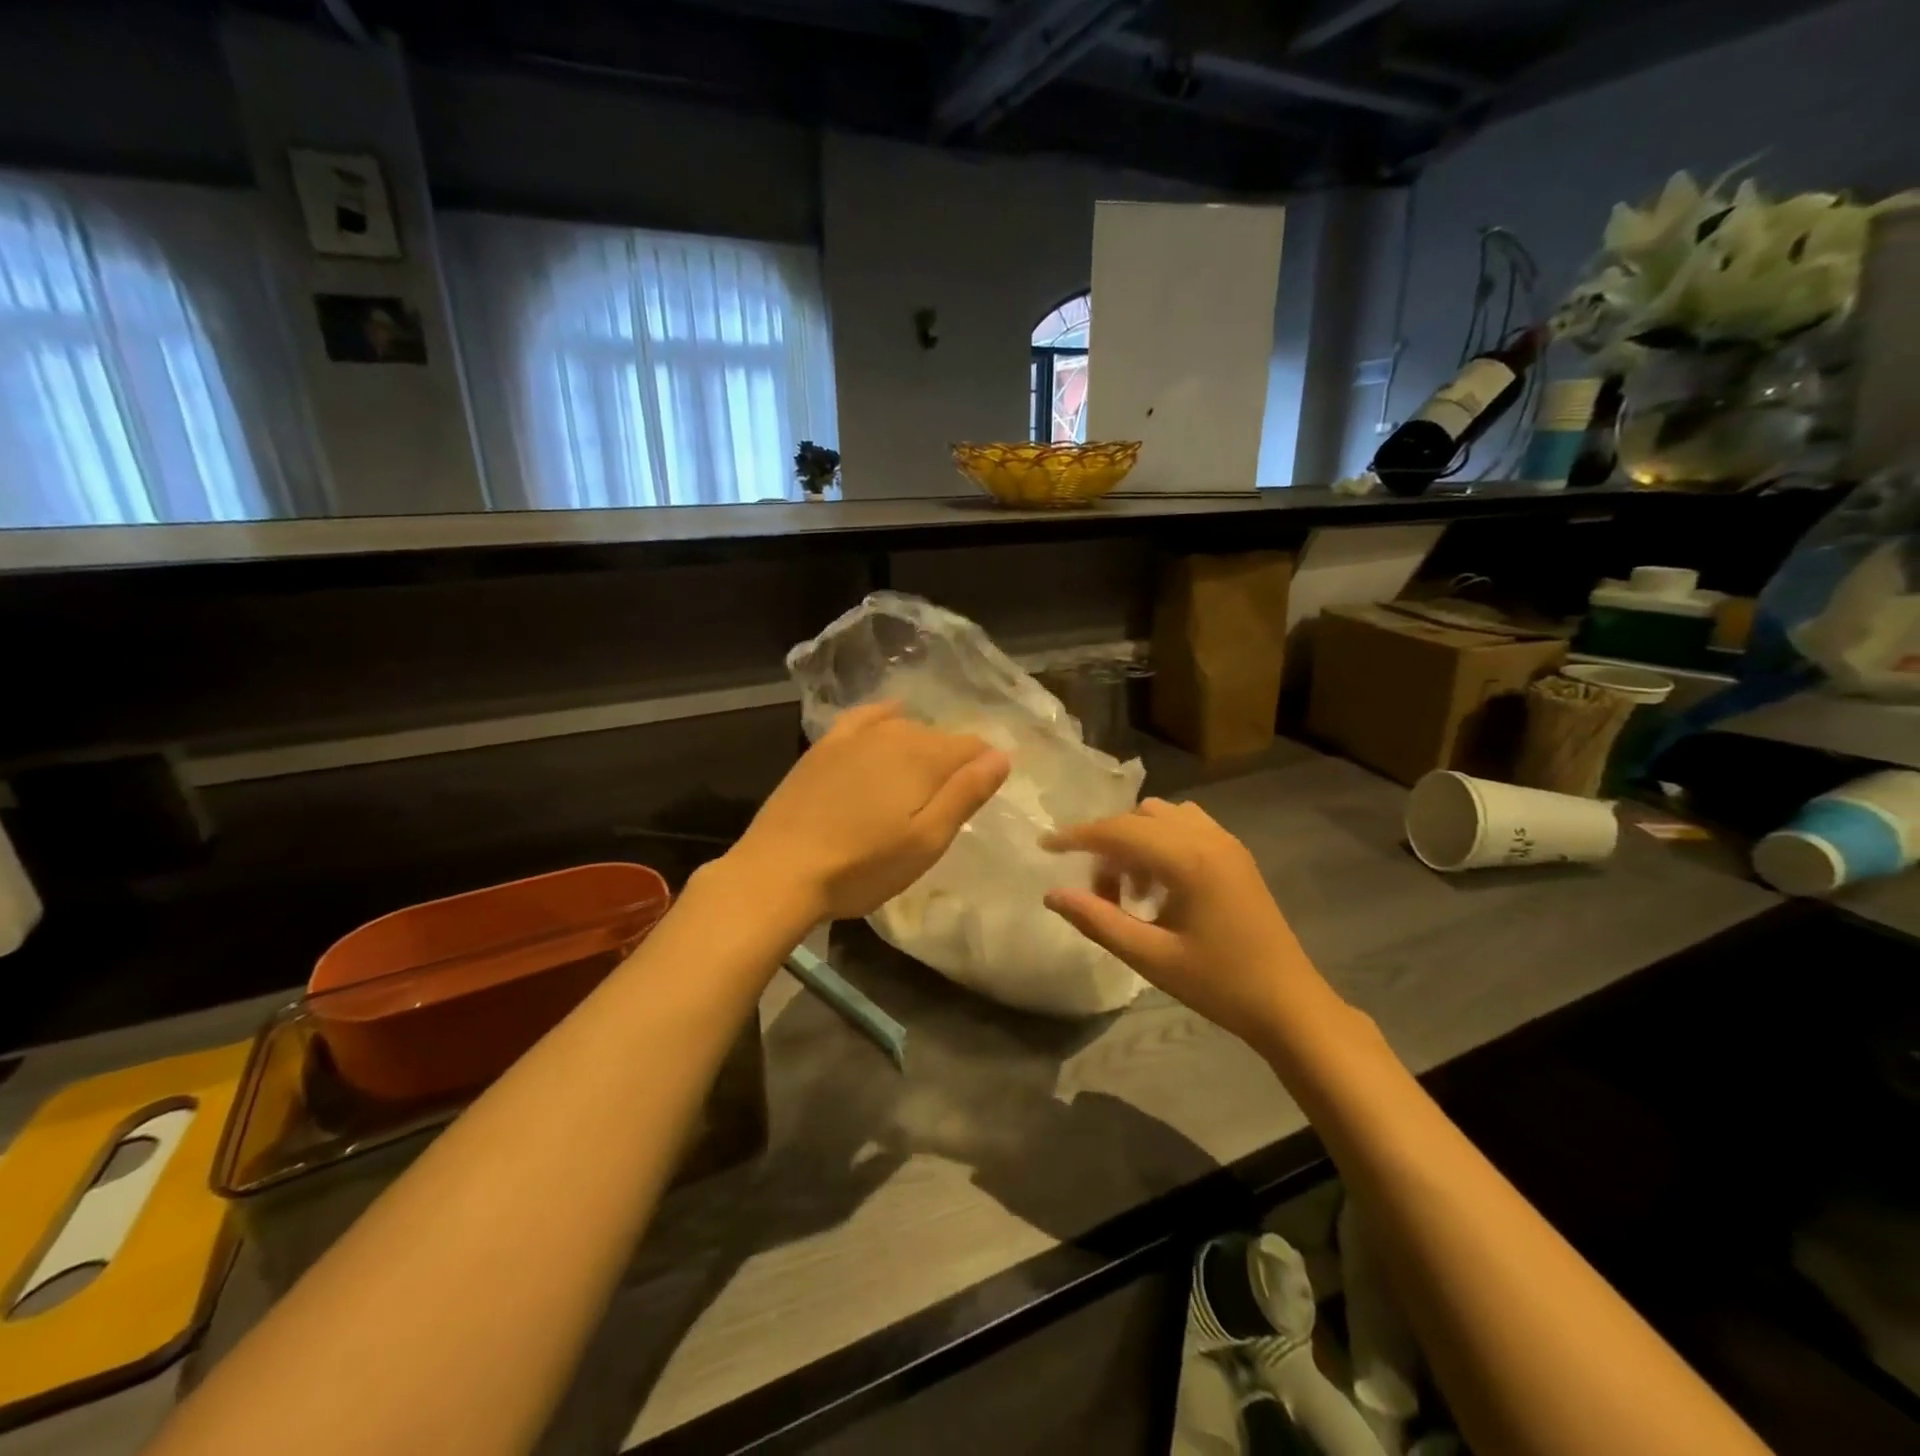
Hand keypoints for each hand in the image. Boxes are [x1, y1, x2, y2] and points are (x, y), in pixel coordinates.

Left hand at [732, 702, 1010, 922]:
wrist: (780, 870)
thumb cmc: (862, 866)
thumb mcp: (927, 841)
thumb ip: (966, 794)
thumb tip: (1001, 755)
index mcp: (924, 757)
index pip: (972, 748)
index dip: (983, 770)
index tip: (978, 799)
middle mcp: (893, 734)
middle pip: (939, 739)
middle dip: (951, 763)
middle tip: (944, 805)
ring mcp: (854, 736)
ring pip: (904, 730)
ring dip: (920, 749)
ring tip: (917, 783)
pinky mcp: (824, 746)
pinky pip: (865, 718)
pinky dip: (884, 717)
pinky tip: (889, 718)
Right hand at [1042, 799, 1323, 1049]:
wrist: (1288, 1004)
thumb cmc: (1219, 984)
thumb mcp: (1151, 957)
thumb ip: (1098, 921)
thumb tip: (1052, 894)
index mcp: (1187, 859)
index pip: (1118, 831)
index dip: (1076, 836)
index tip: (1044, 846)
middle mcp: (1207, 837)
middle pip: (1138, 818)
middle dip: (1107, 844)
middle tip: (1098, 892)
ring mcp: (1225, 841)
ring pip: (1162, 817)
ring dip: (1135, 840)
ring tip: (1131, 889)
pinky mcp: (1235, 853)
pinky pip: (1186, 826)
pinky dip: (1161, 841)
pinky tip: (1160, 884)